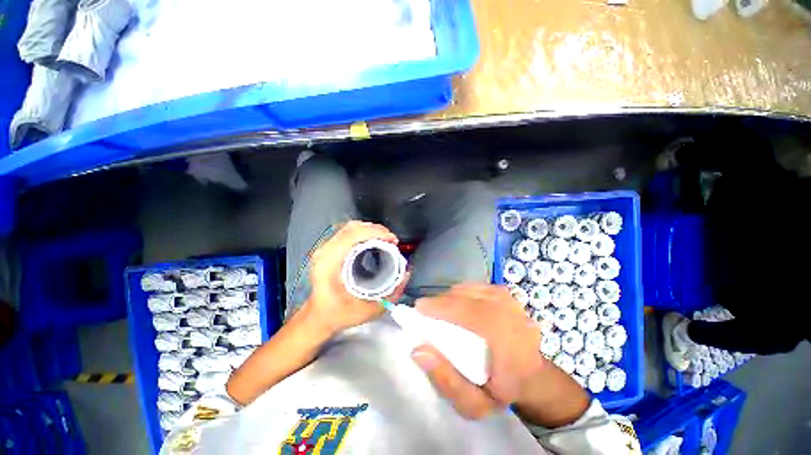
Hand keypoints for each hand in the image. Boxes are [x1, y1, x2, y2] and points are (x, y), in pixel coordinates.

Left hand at [303, 221, 408, 334]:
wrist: (318, 317)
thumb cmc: (339, 315)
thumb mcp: (368, 309)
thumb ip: (391, 294)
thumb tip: (407, 273)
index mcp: (330, 263)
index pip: (353, 235)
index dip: (376, 233)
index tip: (393, 240)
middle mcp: (325, 251)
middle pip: (352, 227)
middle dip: (377, 230)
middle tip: (392, 240)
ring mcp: (324, 248)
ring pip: (349, 227)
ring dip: (370, 229)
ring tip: (385, 238)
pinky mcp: (327, 249)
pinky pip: (347, 232)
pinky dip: (363, 232)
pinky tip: (373, 239)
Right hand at [411, 284, 589, 426]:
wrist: (532, 378)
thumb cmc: (502, 392)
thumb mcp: (473, 404)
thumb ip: (446, 381)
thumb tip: (418, 349)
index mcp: (509, 342)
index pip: (471, 313)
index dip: (443, 307)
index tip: (420, 308)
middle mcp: (513, 315)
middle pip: (469, 296)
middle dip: (442, 300)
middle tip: (426, 310)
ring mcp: (512, 301)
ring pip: (472, 288)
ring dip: (451, 296)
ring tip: (439, 308)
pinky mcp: (507, 295)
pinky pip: (477, 287)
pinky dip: (462, 292)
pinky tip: (456, 303)